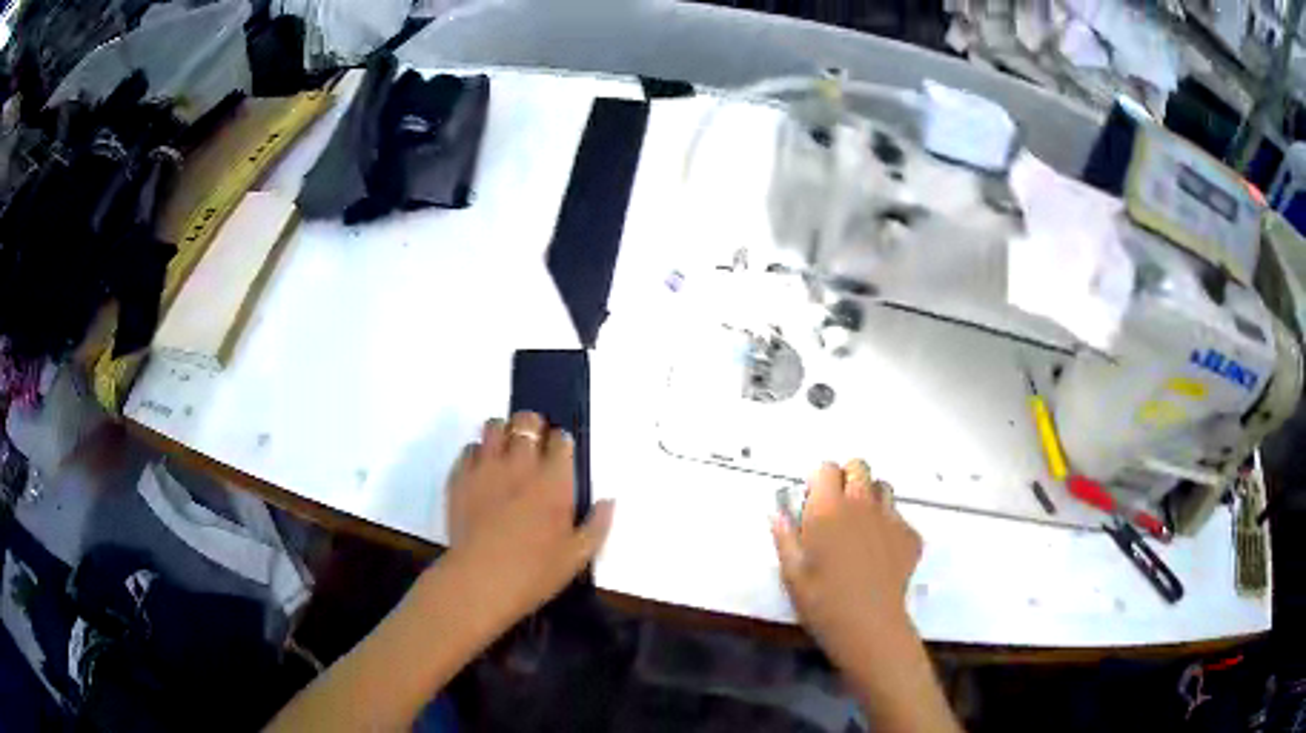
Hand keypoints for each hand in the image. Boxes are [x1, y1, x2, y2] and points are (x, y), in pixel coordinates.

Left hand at [444, 412, 613, 629]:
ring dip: (503, 432)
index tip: (560, 455)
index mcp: (554, 480)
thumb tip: (609, 501)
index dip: (561, 444)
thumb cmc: (534, 572)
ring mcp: (486, 467)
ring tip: (506, 451)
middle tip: (534, 445)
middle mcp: (520, 464)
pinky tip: (482, 471)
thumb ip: (598, 525)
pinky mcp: (460, 477)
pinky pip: (469, 448)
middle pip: (527, 422)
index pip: (561, 440)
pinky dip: (477, 453)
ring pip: (495, 426)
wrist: (480, 580)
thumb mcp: (578, 556)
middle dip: (533, 427)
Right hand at [772, 460, 922, 667]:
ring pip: (883, 487)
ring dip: (870, 497)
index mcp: (828, 508)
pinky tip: (880, 553)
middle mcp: (861, 503)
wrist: (868, 625)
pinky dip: (888, 526)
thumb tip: (777, 513)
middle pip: (858, 467)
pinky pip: (899, 517)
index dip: (818, 481)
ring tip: (861, 526)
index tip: (812, 502)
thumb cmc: (821, 600)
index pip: (826, 468)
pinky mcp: (910, 535)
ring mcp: (890, 517)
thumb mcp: (791, 572)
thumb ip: (784, 536)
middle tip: (837, 509)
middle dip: (847, 479)